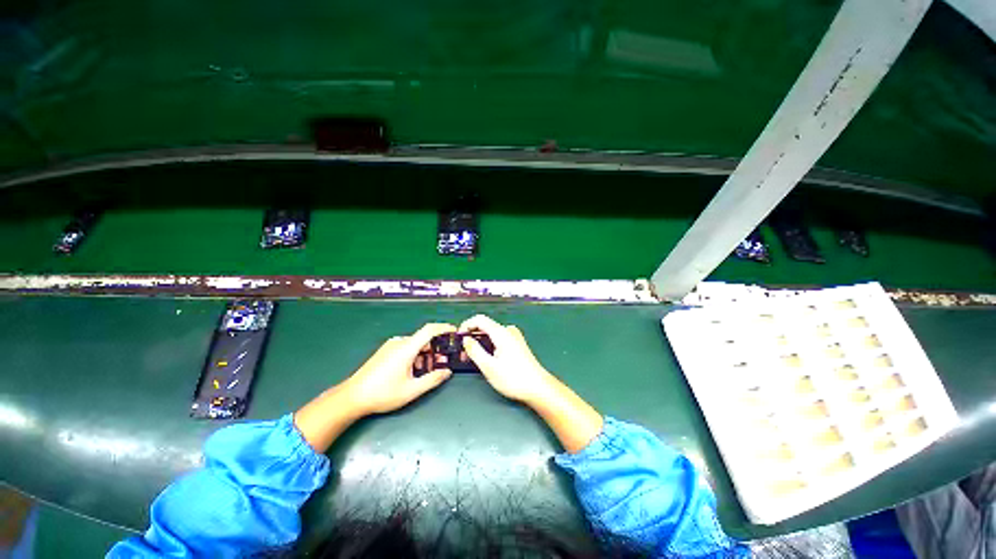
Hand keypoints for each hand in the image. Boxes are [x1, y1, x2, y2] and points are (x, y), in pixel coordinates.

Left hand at [343, 323, 456, 415]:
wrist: (351, 397)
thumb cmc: (382, 394)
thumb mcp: (411, 390)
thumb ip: (432, 379)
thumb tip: (447, 371)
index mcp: (406, 348)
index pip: (429, 330)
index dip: (444, 328)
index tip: (455, 331)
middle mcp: (399, 342)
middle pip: (423, 338)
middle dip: (436, 347)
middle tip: (444, 360)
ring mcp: (390, 346)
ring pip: (415, 344)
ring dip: (425, 353)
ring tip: (429, 369)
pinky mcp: (385, 351)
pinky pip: (406, 348)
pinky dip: (415, 355)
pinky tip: (414, 370)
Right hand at [459, 315, 555, 404]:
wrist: (537, 387)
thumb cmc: (514, 378)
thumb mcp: (488, 366)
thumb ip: (475, 350)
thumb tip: (466, 340)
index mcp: (501, 333)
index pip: (479, 319)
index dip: (466, 325)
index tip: (458, 337)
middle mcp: (509, 331)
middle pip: (486, 326)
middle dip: (472, 337)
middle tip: (464, 353)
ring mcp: (514, 337)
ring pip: (492, 334)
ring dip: (481, 342)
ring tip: (474, 358)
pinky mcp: (517, 345)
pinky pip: (499, 339)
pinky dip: (490, 345)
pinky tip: (487, 358)